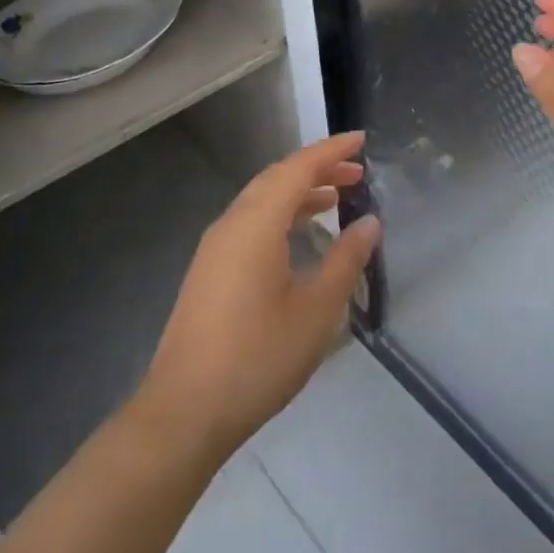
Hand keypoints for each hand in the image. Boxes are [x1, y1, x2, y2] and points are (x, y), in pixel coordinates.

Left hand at [132, 133, 381, 463]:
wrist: (184, 412)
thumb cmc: (257, 358)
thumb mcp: (316, 311)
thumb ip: (345, 260)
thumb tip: (369, 222)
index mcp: (257, 222)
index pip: (299, 167)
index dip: (332, 150)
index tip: (362, 141)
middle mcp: (233, 222)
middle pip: (278, 177)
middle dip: (318, 168)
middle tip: (357, 173)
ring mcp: (216, 245)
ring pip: (262, 198)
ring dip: (299, 191)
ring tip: (337, 198)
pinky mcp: (210, 268)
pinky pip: (251, 220)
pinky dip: (281, 213)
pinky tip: (299, 236)